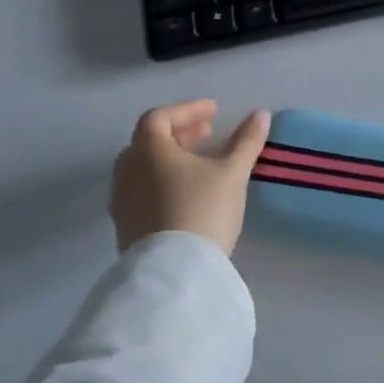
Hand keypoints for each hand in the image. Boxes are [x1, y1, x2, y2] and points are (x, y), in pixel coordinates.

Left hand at [111, 100, 270, 255]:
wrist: (174, 272)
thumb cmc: (203, 210)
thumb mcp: (233, 173)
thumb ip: (246, 141)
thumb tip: (261, 114)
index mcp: (149, 151)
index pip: (159, 117)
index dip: (187, 110)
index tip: (214, 112)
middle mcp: (127, 172)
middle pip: (147, 141)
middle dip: (178, 133)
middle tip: (207, 134)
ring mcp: (122, 202)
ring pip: (142, 168)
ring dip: (169, 159)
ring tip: (198, 164)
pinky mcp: (125, 227)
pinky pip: (141, 192)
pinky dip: (161, 181)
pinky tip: (185, 194)